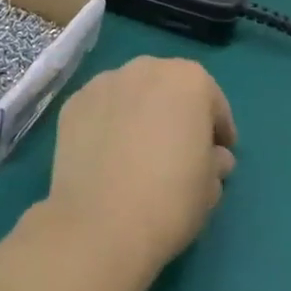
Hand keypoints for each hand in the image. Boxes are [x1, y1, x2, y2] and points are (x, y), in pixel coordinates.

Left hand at [43, 56, 236, 281]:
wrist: (100, 222)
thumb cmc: (170, 199)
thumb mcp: (210, 186)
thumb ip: (215, 161)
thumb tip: (212, 157)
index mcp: (188, 80)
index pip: (211, 100)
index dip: (218, 129)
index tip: (218, 153)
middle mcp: (144, 68)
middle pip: (167, 87)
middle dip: (175, 112)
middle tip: (178, 148)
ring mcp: (102, 83)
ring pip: (130, 94)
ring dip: (138, 113)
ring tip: (138, 150)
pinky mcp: (72, 104)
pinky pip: (100, 109)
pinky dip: (107, 123)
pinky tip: (108, 154)